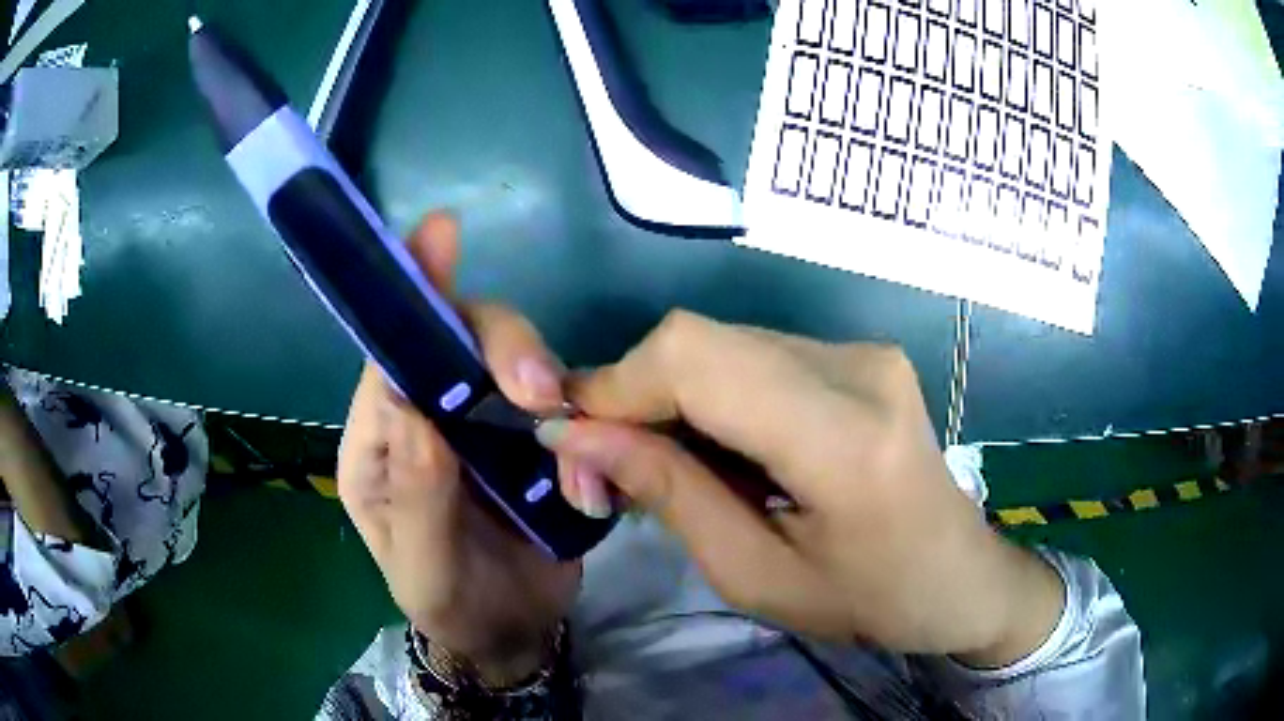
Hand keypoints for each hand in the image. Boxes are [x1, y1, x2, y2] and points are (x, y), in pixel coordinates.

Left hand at [336, 213, 579, 684]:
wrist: (510, 634)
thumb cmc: (451, 606)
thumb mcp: (423, 572)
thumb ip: (415, 497)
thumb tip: (414, 405)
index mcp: (381, 442)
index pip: (389, 355)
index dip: (413, 293)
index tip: (440, 235)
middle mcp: (429, 417)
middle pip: (457, 340)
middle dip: (498, 343)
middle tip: (537, 391)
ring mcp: (486, 425)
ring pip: (512, 360)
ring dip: (540, 371)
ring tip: (558, 417)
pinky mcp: (536, 440)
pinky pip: (560, 400)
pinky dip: (578, 408)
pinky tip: (588, 439)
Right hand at [536, 311, 1063, 667]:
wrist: (962, 576)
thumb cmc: (871, 600)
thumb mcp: (757, 577)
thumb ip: (669, 497)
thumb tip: (578, 437)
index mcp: (845, 438)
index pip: (696, 360)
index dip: (616, 385)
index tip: (571, 439)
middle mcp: (856, 367)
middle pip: (701, 341)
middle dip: (633, 396)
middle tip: (607, 466)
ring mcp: (863, 352)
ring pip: (722, 345)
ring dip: (671, 399)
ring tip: (666, 469)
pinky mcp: (859, 355)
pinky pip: (755, 357)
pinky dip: (713, 397)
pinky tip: (721, 452)